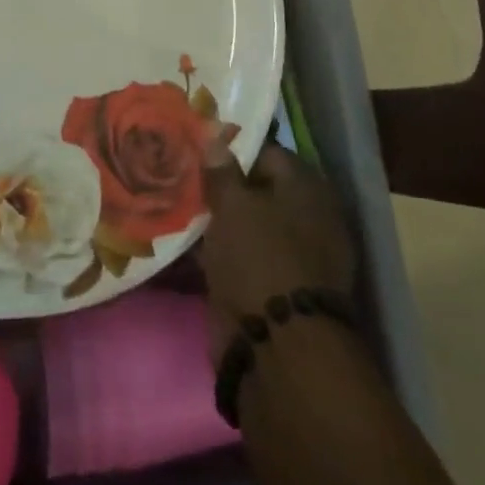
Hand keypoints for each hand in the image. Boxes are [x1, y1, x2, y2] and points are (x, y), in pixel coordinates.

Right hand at [200, 141, 355, 363]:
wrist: (277, 347)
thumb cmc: (258, 257)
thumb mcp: (233, 204)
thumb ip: (222, 170)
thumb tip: (216, 138)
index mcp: (307, 188)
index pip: (266, 153)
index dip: (231, 149)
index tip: (198, 149)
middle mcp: (307, 218)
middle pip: (257, 190)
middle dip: (222, 187)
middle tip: (182, 176)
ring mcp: (293, 256)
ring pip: (248, 225)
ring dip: (218, 221)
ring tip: (176, 206)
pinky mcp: (276, 288)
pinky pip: (244, 257)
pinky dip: (220, 251)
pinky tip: (188, 244)